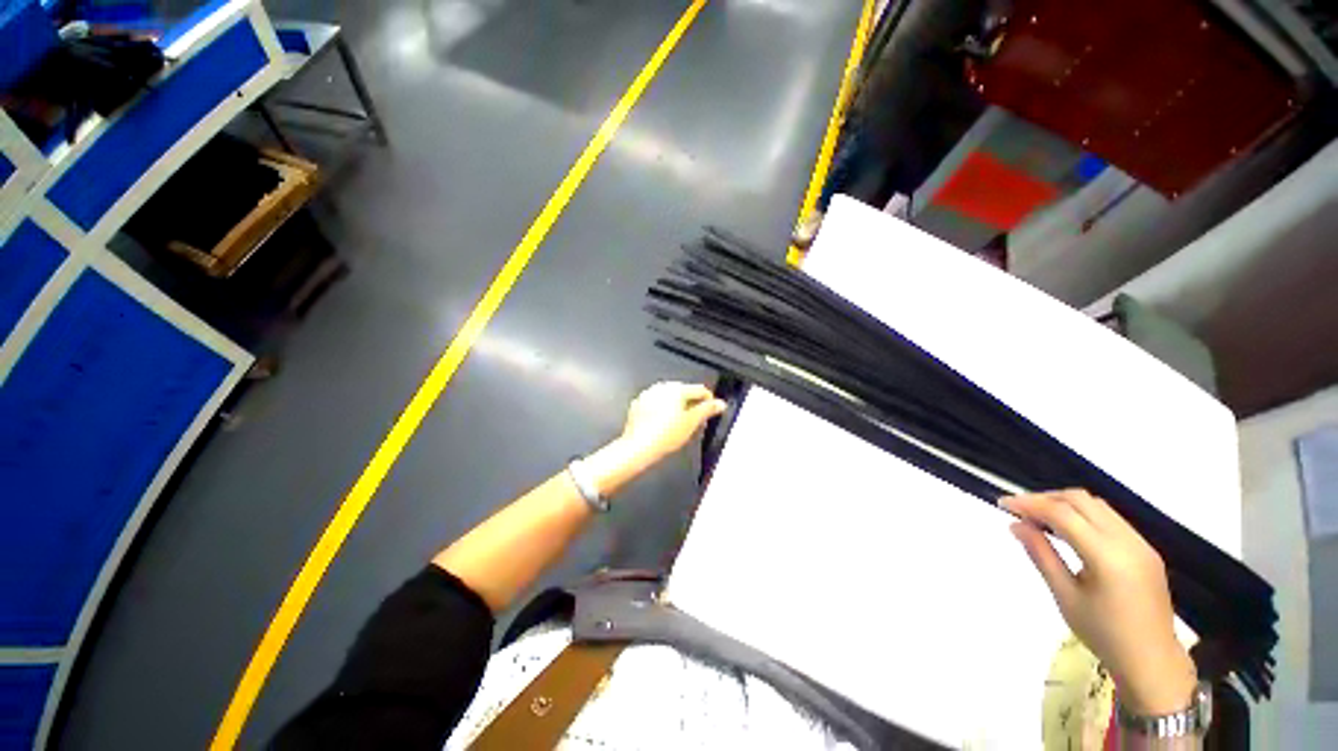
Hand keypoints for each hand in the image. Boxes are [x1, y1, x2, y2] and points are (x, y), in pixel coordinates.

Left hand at [581, 382, 725, 496]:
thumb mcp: (692, 423)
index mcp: (677, 389)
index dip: (709, 400)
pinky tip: (663, 424)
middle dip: (691, 403)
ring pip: (668, 397)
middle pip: (683, 391)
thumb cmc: (664, 435)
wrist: (639, 447)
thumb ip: (707, 410)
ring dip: (676, 406)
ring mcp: (648, 395)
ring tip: (679, 423)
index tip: (712, 408)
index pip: (700, 389)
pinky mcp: (639, 404)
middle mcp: (662, 388)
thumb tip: (719, 404)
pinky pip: (655, 403)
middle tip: (696, 419)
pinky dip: (661, 410)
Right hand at [1002, 490, 1196, 715]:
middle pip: (1080, 500)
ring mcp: (1140, 543)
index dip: (1029, 504)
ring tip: (1040, 517)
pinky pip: (1110, 518)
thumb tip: (1016, 525)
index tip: (1003, 504)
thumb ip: (1041, 555)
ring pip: (1096, 505)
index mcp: (1106, 556)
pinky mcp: (1145, 549)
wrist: (1152, 661)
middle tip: (1019, 509)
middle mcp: (1127, 541)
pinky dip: (1083, 514)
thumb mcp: (1065, 596)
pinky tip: (1068, 530)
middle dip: (1045, 498)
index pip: (1062, 514)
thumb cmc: (1103, 634)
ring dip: (1064, 504)